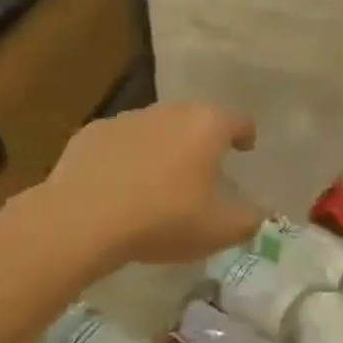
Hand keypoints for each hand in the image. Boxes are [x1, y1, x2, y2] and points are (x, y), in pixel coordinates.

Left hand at [30, 102, 258, 271]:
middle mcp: (171, 112)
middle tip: (203, 167)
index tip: (245, 148)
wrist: (81, 220)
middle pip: (196, 118)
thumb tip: (261, 215)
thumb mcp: (217, 230)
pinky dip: (126, 155)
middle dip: (202, 139)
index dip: (245, 134)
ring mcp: (129, 118)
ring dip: (163, 146)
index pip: (238, 121)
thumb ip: (248, 221)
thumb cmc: (161, 219)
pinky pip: (120, 141)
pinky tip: (119, 184)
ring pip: (156, 127)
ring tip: (159, 179)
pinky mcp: (93, 132)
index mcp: (207, 126)